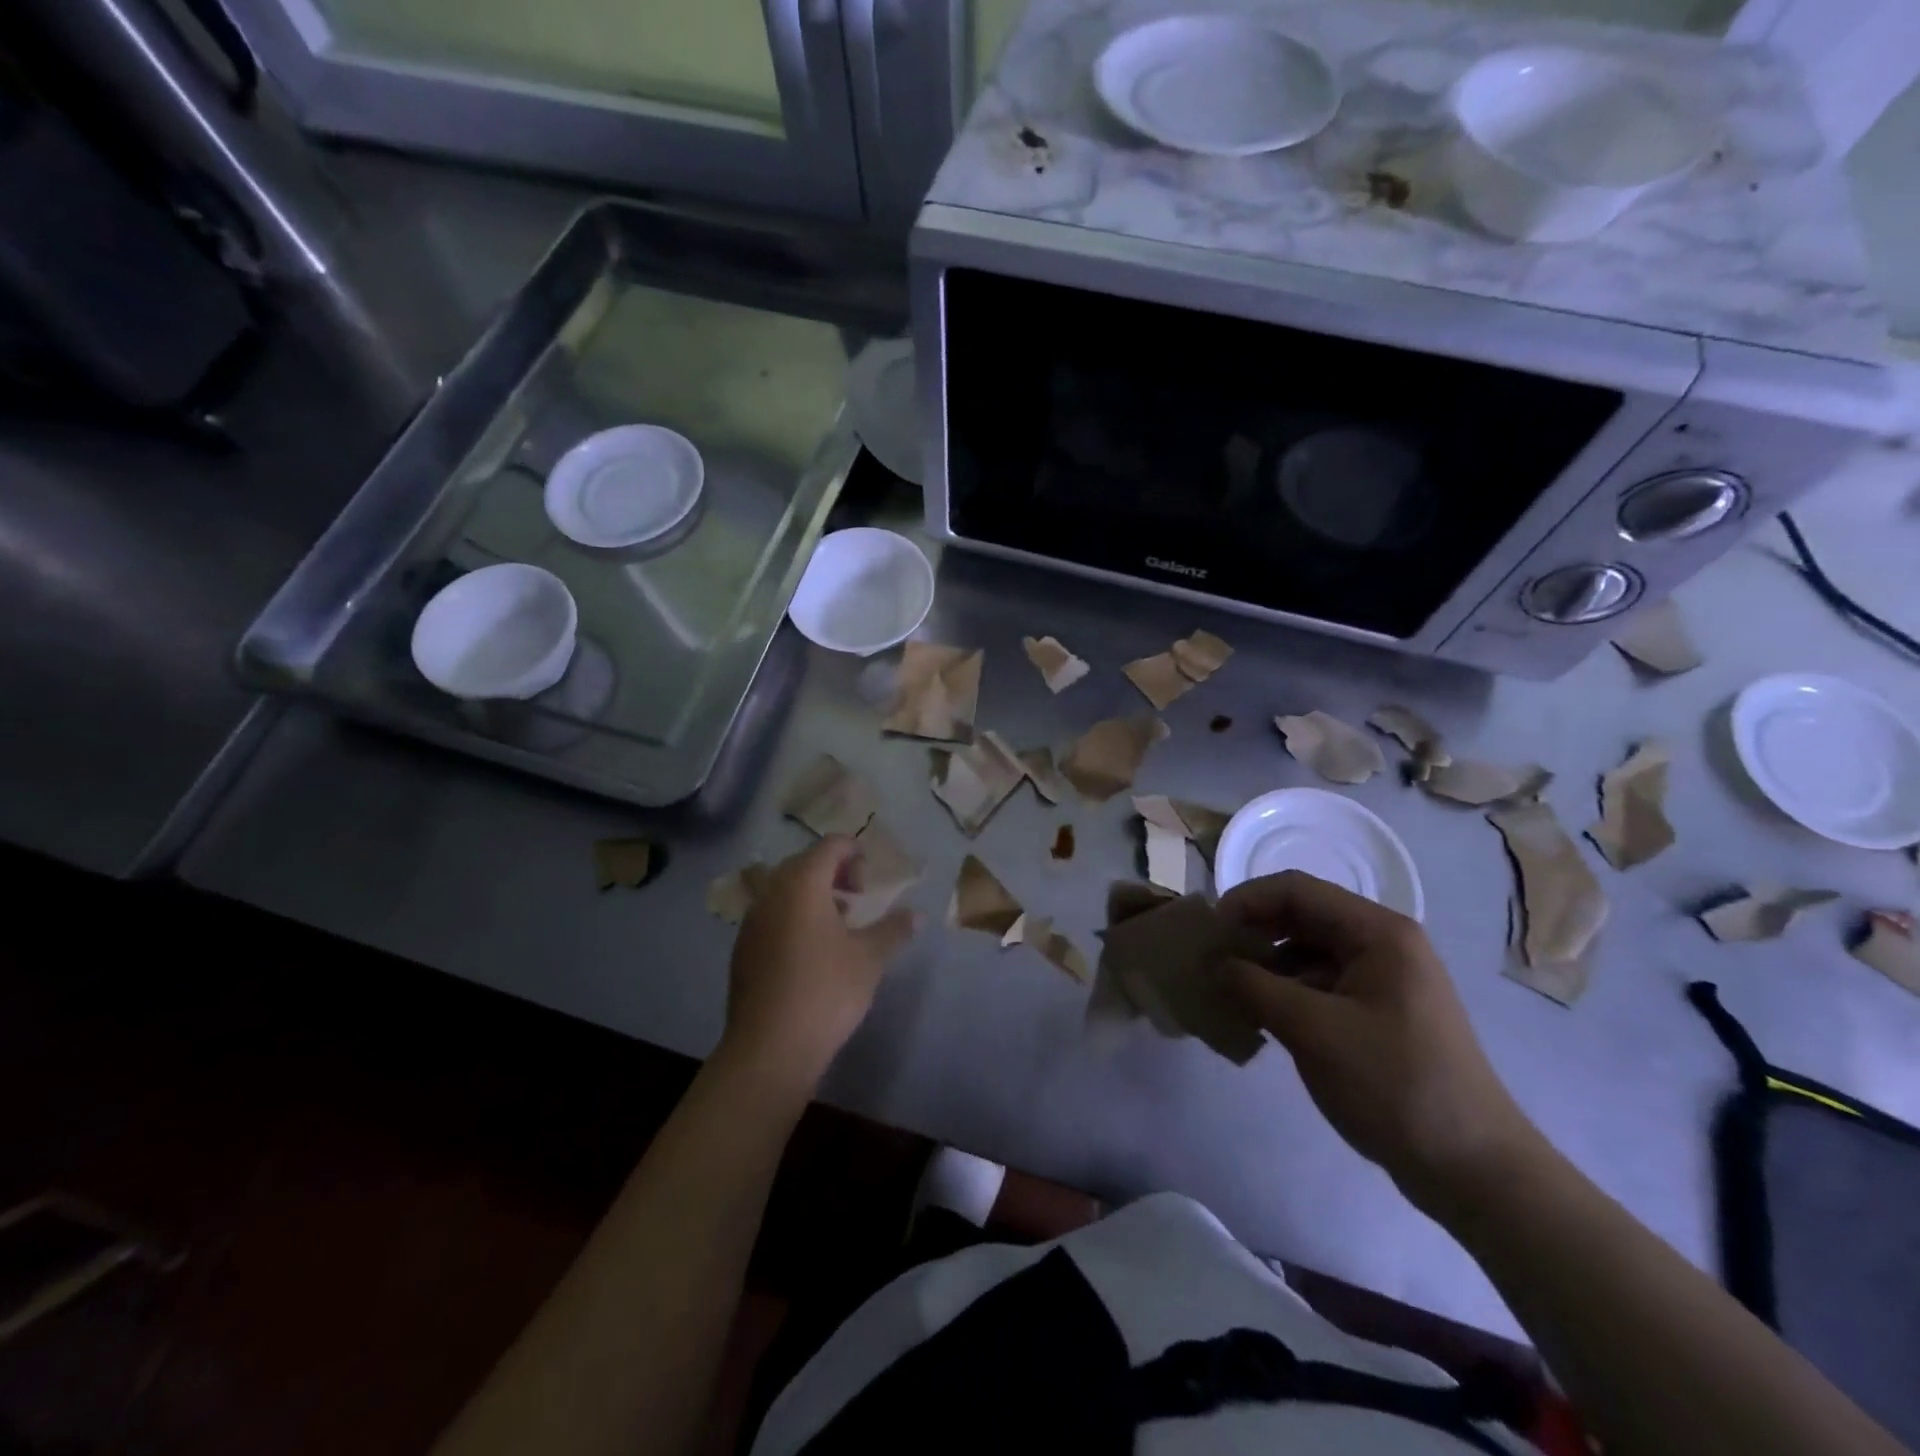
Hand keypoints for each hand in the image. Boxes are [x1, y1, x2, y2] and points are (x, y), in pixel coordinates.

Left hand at [720, 837, 915, 1098]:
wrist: (769, 1048)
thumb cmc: (826, 991)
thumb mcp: (869, 958)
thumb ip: (894, 929)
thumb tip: (918, 915)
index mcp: (802, 884)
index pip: (830, 845)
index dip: (854, 852)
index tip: (871, 879)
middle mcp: (772, 893)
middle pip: (804, 863)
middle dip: (834, 872)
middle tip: (858, 898)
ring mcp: (752, 920)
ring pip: (785, 890)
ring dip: (813, 895)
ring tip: (840, 924)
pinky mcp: (744, 948)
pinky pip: (772, 915)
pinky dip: (794, 917)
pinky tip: (813, 951)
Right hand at [1218, 871, 1547, 1215]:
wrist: (1473, 1168)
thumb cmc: (1393, 1085)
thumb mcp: (1312, 1030)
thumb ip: (1254, 986)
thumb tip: (1214, 965)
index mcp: (1378, 932)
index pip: (1296, 890)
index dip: (1246, 901)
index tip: (1209, 933)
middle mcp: (1383, 943)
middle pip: (1303, 916)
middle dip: (1254, 932)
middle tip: (1213, 960)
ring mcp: (1384, 979)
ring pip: (1308, 951)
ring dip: (1266, 964)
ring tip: (1229, 991)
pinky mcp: (1380, 1012)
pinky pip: (1321, 983)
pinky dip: (1286, 991)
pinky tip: (1261, 1018)